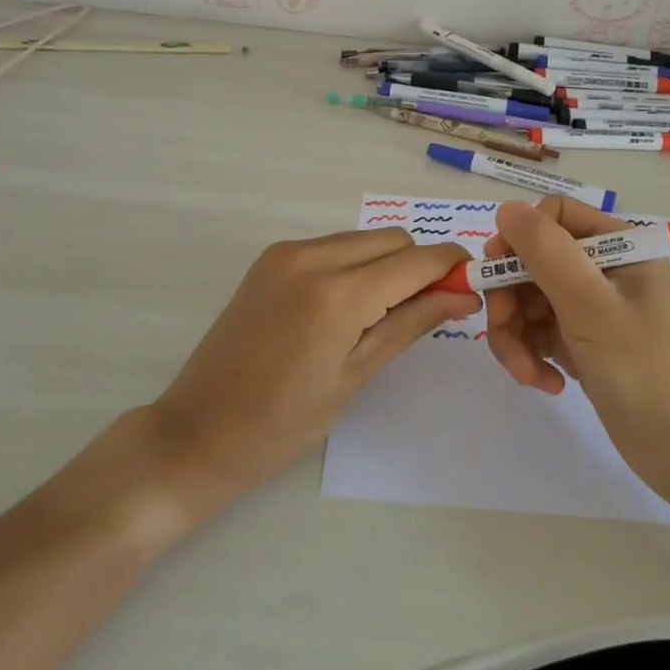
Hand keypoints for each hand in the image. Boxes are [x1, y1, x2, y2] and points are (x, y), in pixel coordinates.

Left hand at [145, 228, 480, 513]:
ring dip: (387, 264)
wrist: (197, 431)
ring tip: (385, 313)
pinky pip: (332, 246)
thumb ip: (412, 324)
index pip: (417, 259)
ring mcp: (287, 253)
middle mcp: (313, 256)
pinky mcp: (270, 258)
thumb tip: (464, 296)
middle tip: (428, 310)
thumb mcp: (356, 376)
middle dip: (420, 266)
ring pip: (363, 238)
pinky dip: (355, 265)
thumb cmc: (283, 423)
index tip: (472, 287)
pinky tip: (347, 306)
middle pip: (392, 239)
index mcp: (339, 294)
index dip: (451, 267)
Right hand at [483, 198, 669, 496]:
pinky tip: (548, 384)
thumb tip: (506, 208)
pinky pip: (540, 334)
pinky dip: (533, 356)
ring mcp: (593, 309)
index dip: (519, 239)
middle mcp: (604, 270)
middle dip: (511, 299)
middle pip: (532, 262)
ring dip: (517, 336)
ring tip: (528, 374)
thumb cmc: (646, 368)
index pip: (553, 217)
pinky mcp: (584, 345)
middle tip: (505, 332)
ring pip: (529, 301)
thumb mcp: (591, 304)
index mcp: (618, 246)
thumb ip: (546, 251)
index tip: (495, 272)